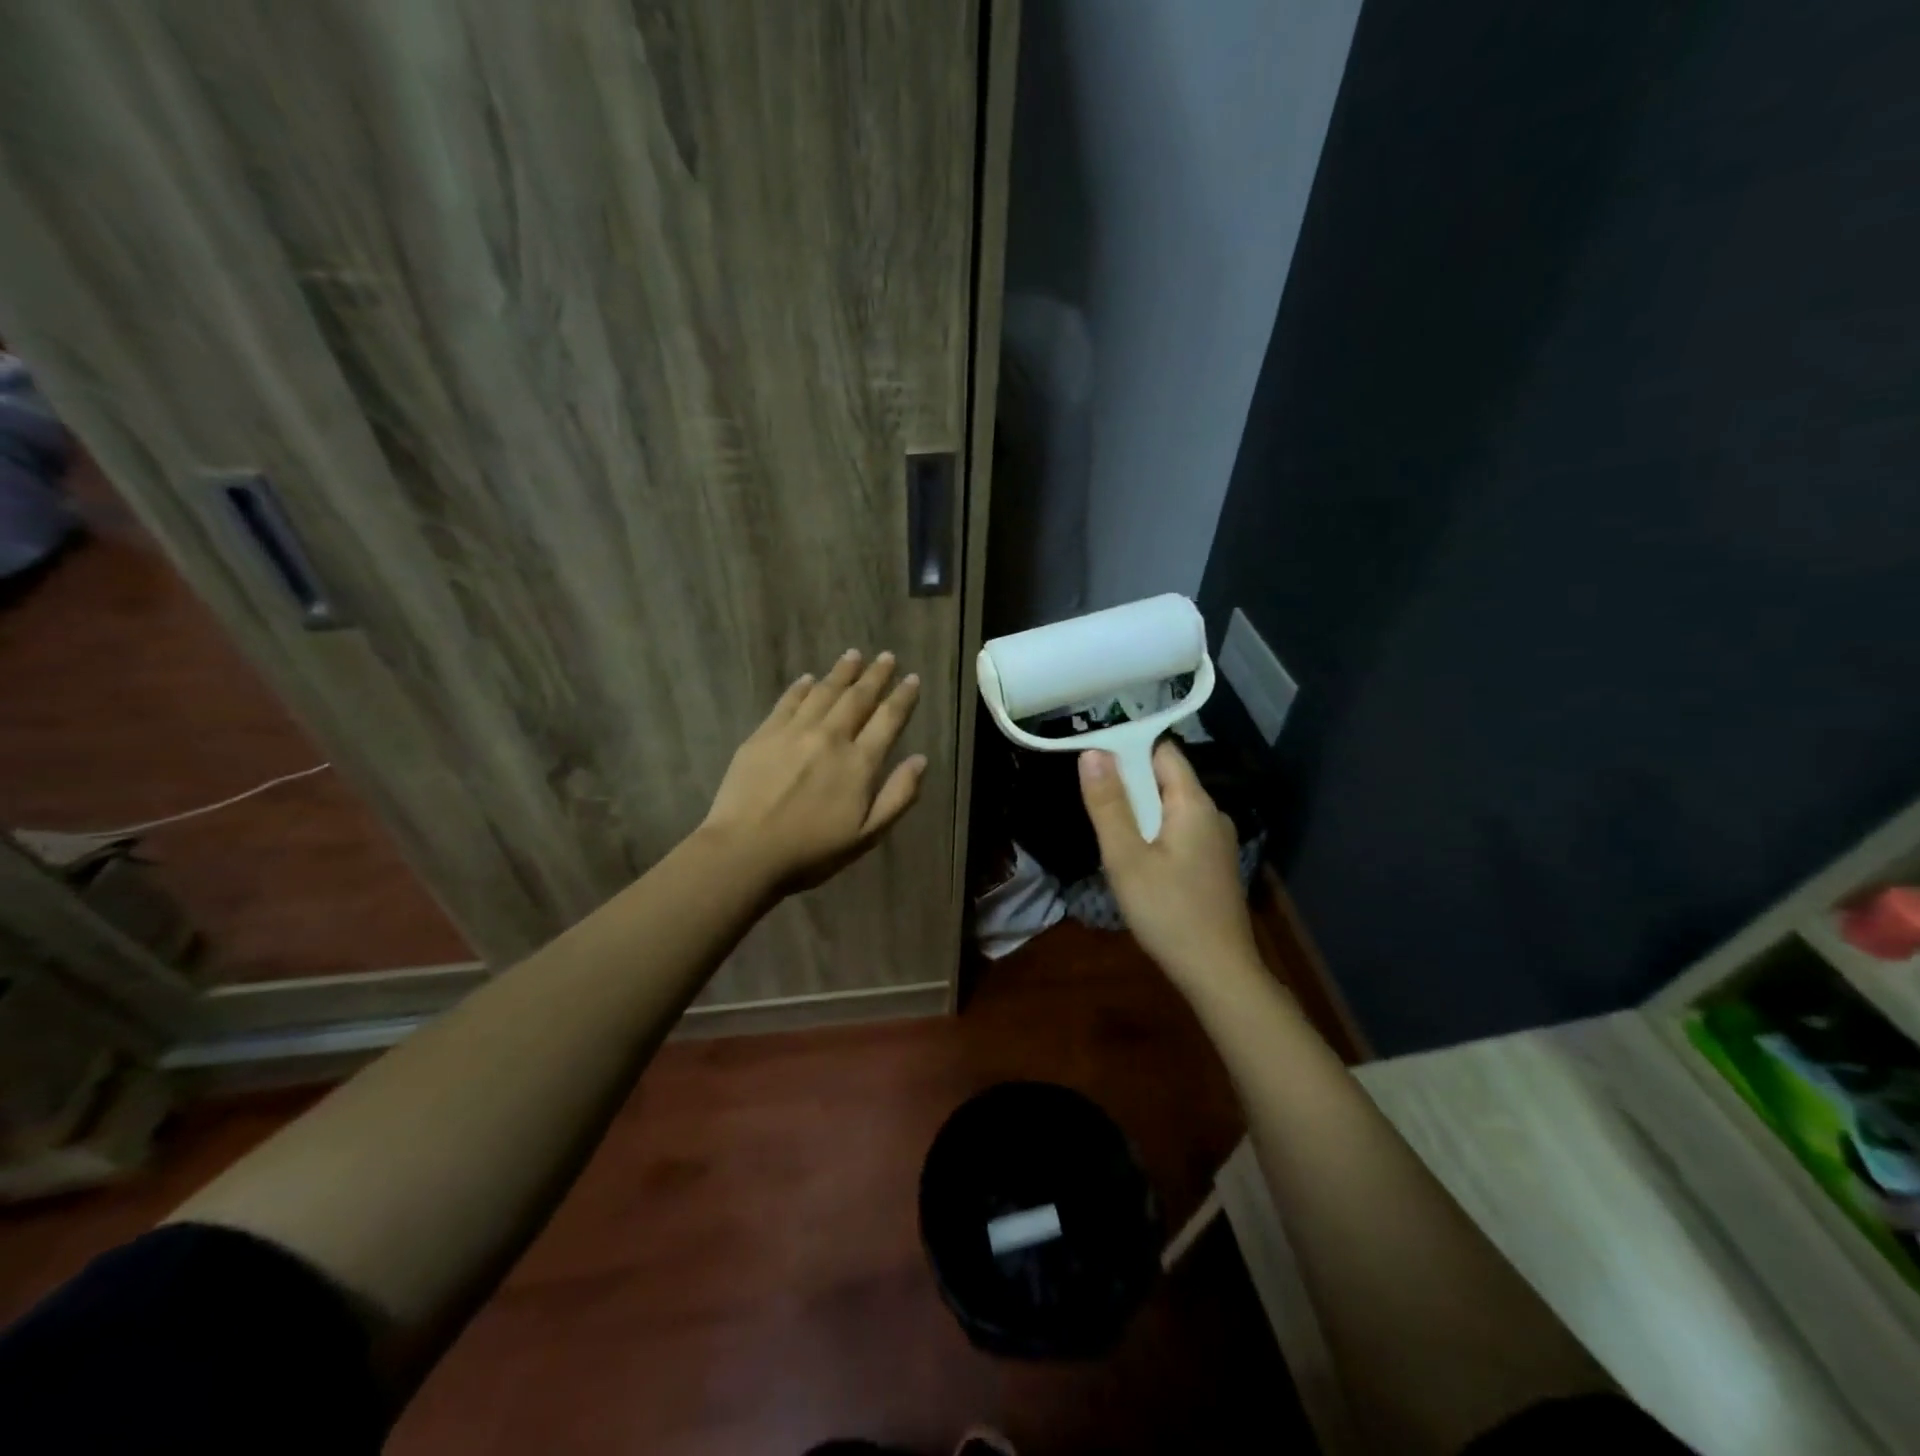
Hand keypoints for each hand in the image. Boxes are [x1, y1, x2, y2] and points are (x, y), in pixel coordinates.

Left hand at [701, 649, 925, 893]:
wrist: (745, 852)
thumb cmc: (811, 852)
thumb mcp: (867, 835)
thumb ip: (898, 796)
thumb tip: (920, 759)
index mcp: (859, 763)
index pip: (888, 719)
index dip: (903, 697)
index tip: (912, 678)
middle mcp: (831, 738)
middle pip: (858, 698)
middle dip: (875, 676)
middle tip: (886, 657)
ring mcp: (794, 732)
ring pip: (824, 692)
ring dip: (842, 672)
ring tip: (854, 655)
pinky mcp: (764, 735)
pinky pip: (788, 701)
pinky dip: (802, 687)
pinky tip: (808, 678)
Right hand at [1079, 739, 1262, 995]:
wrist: (1218, 972)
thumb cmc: (1168, 911)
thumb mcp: (1126, 857)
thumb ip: (1108, 804)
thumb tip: (1093, 752)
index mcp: (1194, 803)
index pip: (1163, 751)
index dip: (1128, 747)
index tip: (1093, 757)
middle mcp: (1212, 814)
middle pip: (1166, 779)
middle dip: (1129, 782)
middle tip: (1091, 796)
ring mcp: (1217, 841)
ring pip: (1171, 808)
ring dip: (1139, 810)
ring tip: (1106, 827)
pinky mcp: (1214, 865)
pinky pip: (1179, 831)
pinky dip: (1154, 832)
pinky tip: (1135, 857)